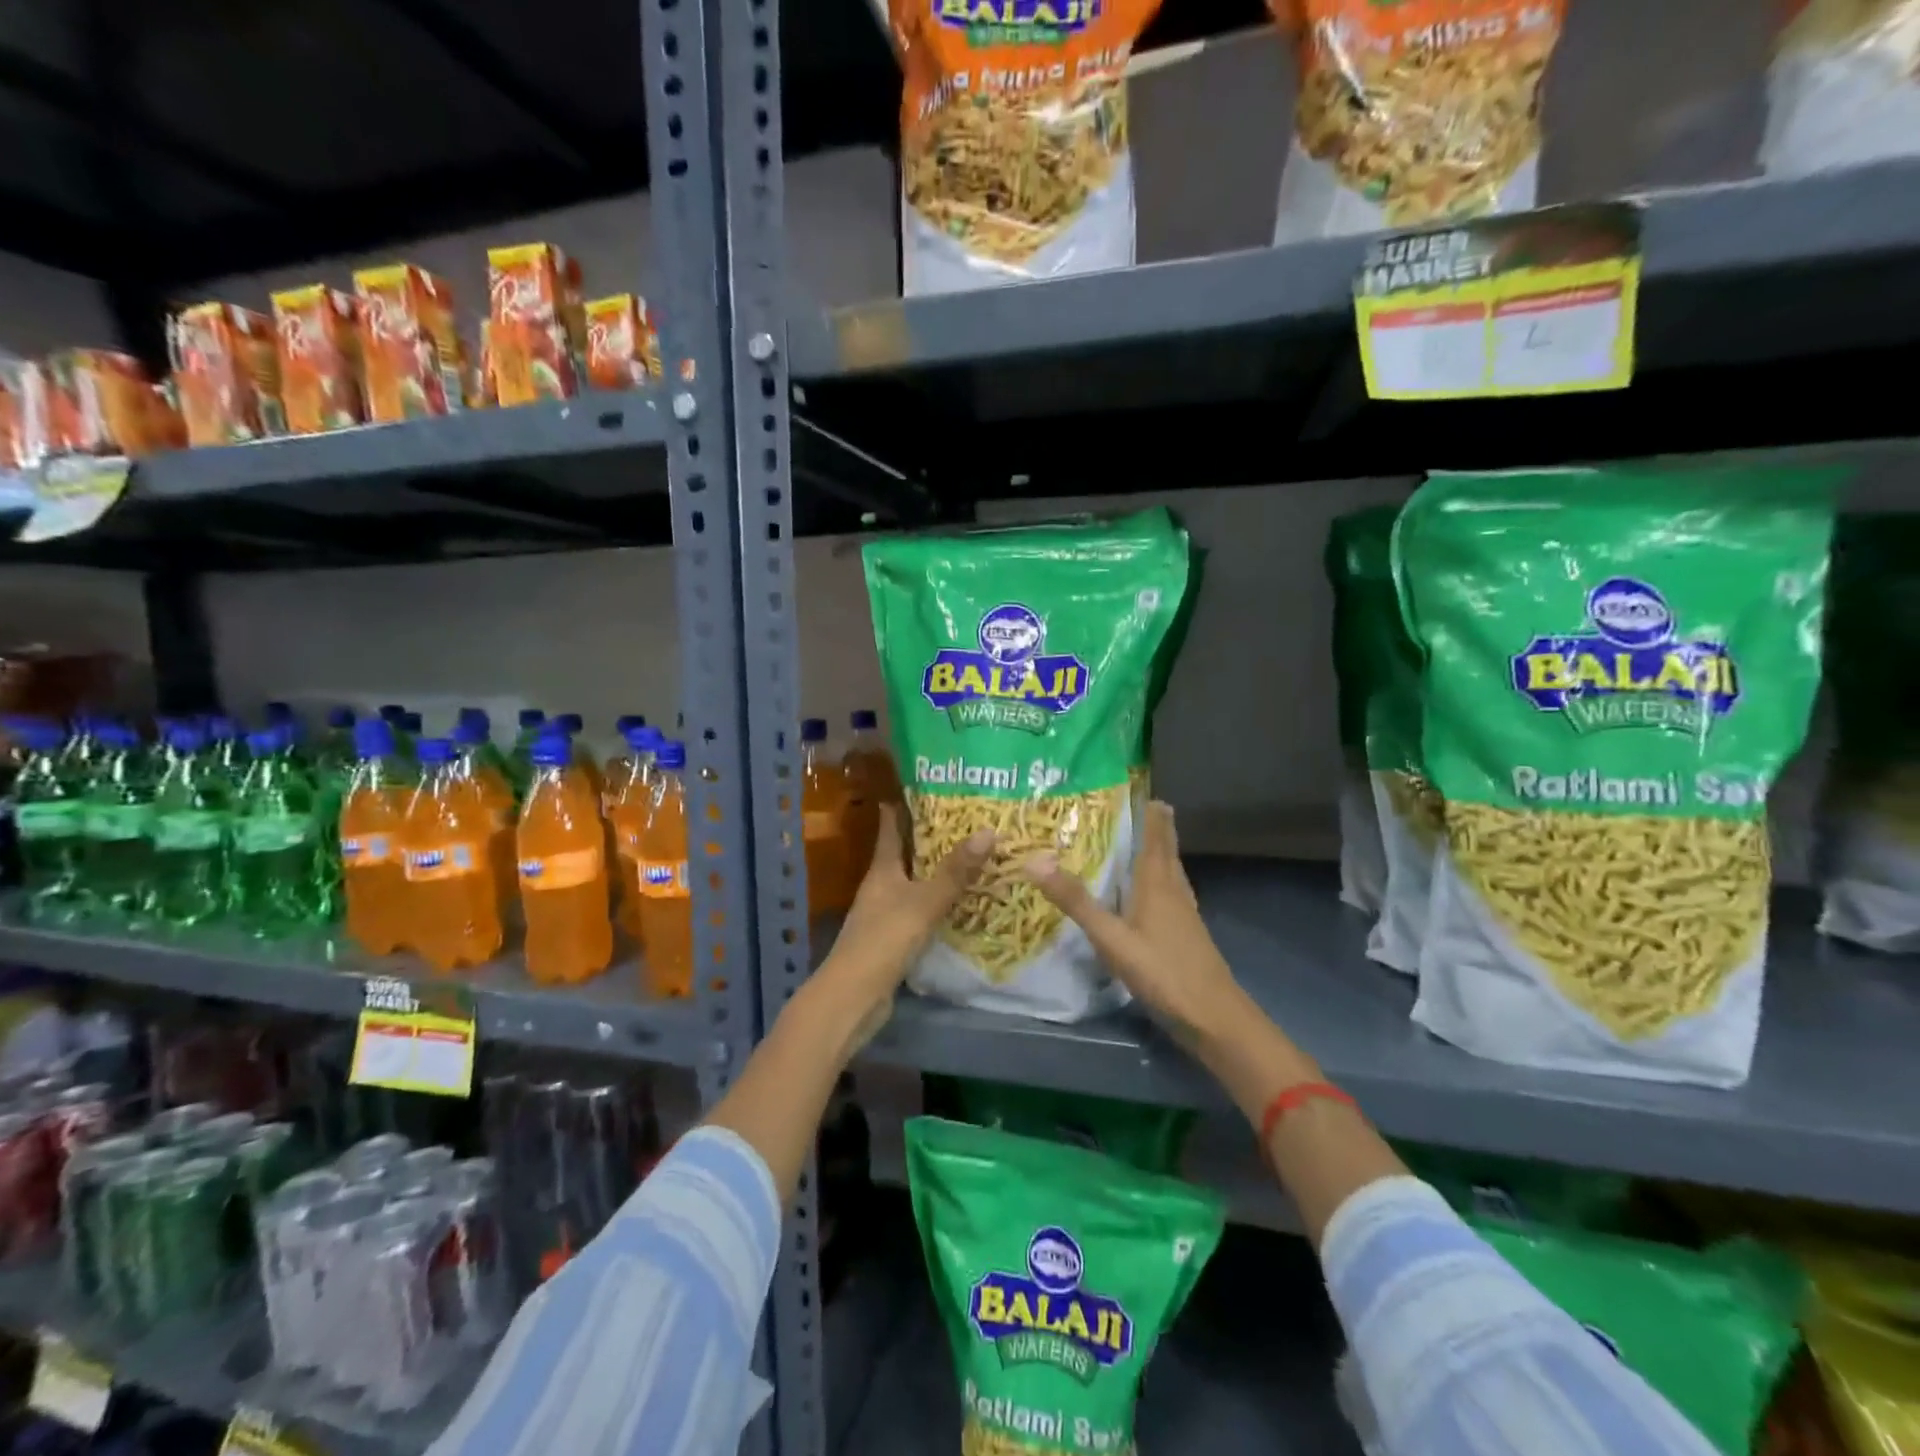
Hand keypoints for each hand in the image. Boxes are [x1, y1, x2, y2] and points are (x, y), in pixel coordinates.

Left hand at [812, 803, 993, 1044]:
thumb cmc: (884, 940)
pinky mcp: (892, 939)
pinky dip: (937, 902)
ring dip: (935, 871)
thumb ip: (955, 871)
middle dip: (929, 837)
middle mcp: (880, 886)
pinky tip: (960, 903)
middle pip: (904, 854)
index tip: (924, 787)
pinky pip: (918, 910)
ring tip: (970, 857)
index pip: (890, 828)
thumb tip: (988, 830)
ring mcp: (884, 913)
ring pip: (913, 882)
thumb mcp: (924, 902)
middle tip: (964, 820)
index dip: (902, 806)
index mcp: (882, 869)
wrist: (853, 997)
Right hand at [1022, 801, 1247, 1046]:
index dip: (1151, 812)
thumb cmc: (1163, 971)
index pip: (1156, 835)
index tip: (1142, 788)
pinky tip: (1148, 891)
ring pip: (1170, 870)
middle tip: (1139, 805)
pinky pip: (1170, 891)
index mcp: (1157, 882)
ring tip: (1141, 839)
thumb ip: (1076, 901)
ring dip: (1159, 850)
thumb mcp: (1111, 937)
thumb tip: (1034, 860)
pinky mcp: (1186, 932)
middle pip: (1166, 849)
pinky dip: (1158, 878)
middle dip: (1155, 826)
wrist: (1213, 1017)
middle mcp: (1174, 889)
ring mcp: (1184, 912)